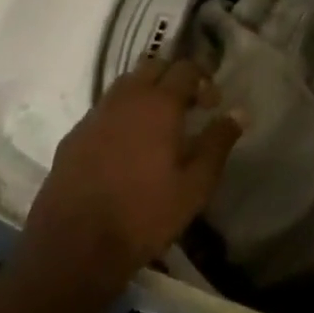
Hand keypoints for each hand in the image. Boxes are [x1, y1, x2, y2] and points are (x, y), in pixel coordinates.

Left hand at [19, 60, 242, 289]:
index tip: (212, 105)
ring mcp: (95, 114)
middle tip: (187, 108)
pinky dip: (121, 114)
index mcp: (158, 104)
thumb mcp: (195, 185)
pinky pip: (104, 109)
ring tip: (157, 125)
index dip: (204, 80)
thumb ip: (218, 143)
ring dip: (146, 92)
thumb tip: (239, 112)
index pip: (185, 69)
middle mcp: (125, 98)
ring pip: (125, 84)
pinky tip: (125, 146)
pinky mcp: (74, 135)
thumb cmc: (144, 214)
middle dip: (174, 78)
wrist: (75, 245)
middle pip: (153, 66)